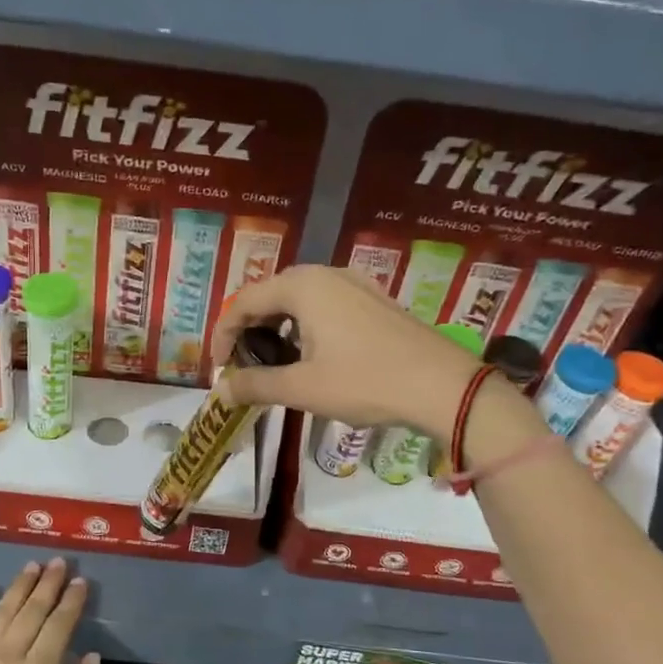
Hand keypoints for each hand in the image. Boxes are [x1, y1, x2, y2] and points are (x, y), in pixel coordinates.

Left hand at [0, 559, 100, 663]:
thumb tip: (91, 657)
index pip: (59, 627)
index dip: (72, 602)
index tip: (81, 582)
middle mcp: (8, 657)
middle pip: (32, 611)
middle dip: (48, 584)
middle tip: (59, 563)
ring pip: (2, 612)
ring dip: (18, 587)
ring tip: (31, 566)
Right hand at [211, 265, 492, 437]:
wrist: (443, 386)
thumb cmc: (365, 382)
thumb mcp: (302, 388)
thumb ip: (255, 384)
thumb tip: (221, 389)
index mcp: (302, 286)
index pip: (243, 302)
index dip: (223, 335)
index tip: (219, 369)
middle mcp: (325, 273)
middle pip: (270, 296)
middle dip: (250, 330)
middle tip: (244, 366)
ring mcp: (354, 283)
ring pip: (299, 300)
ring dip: (278, 329)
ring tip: (275, 365)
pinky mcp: (374, 299)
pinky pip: (325, 305)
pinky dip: (305, 327)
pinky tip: (312, 357)